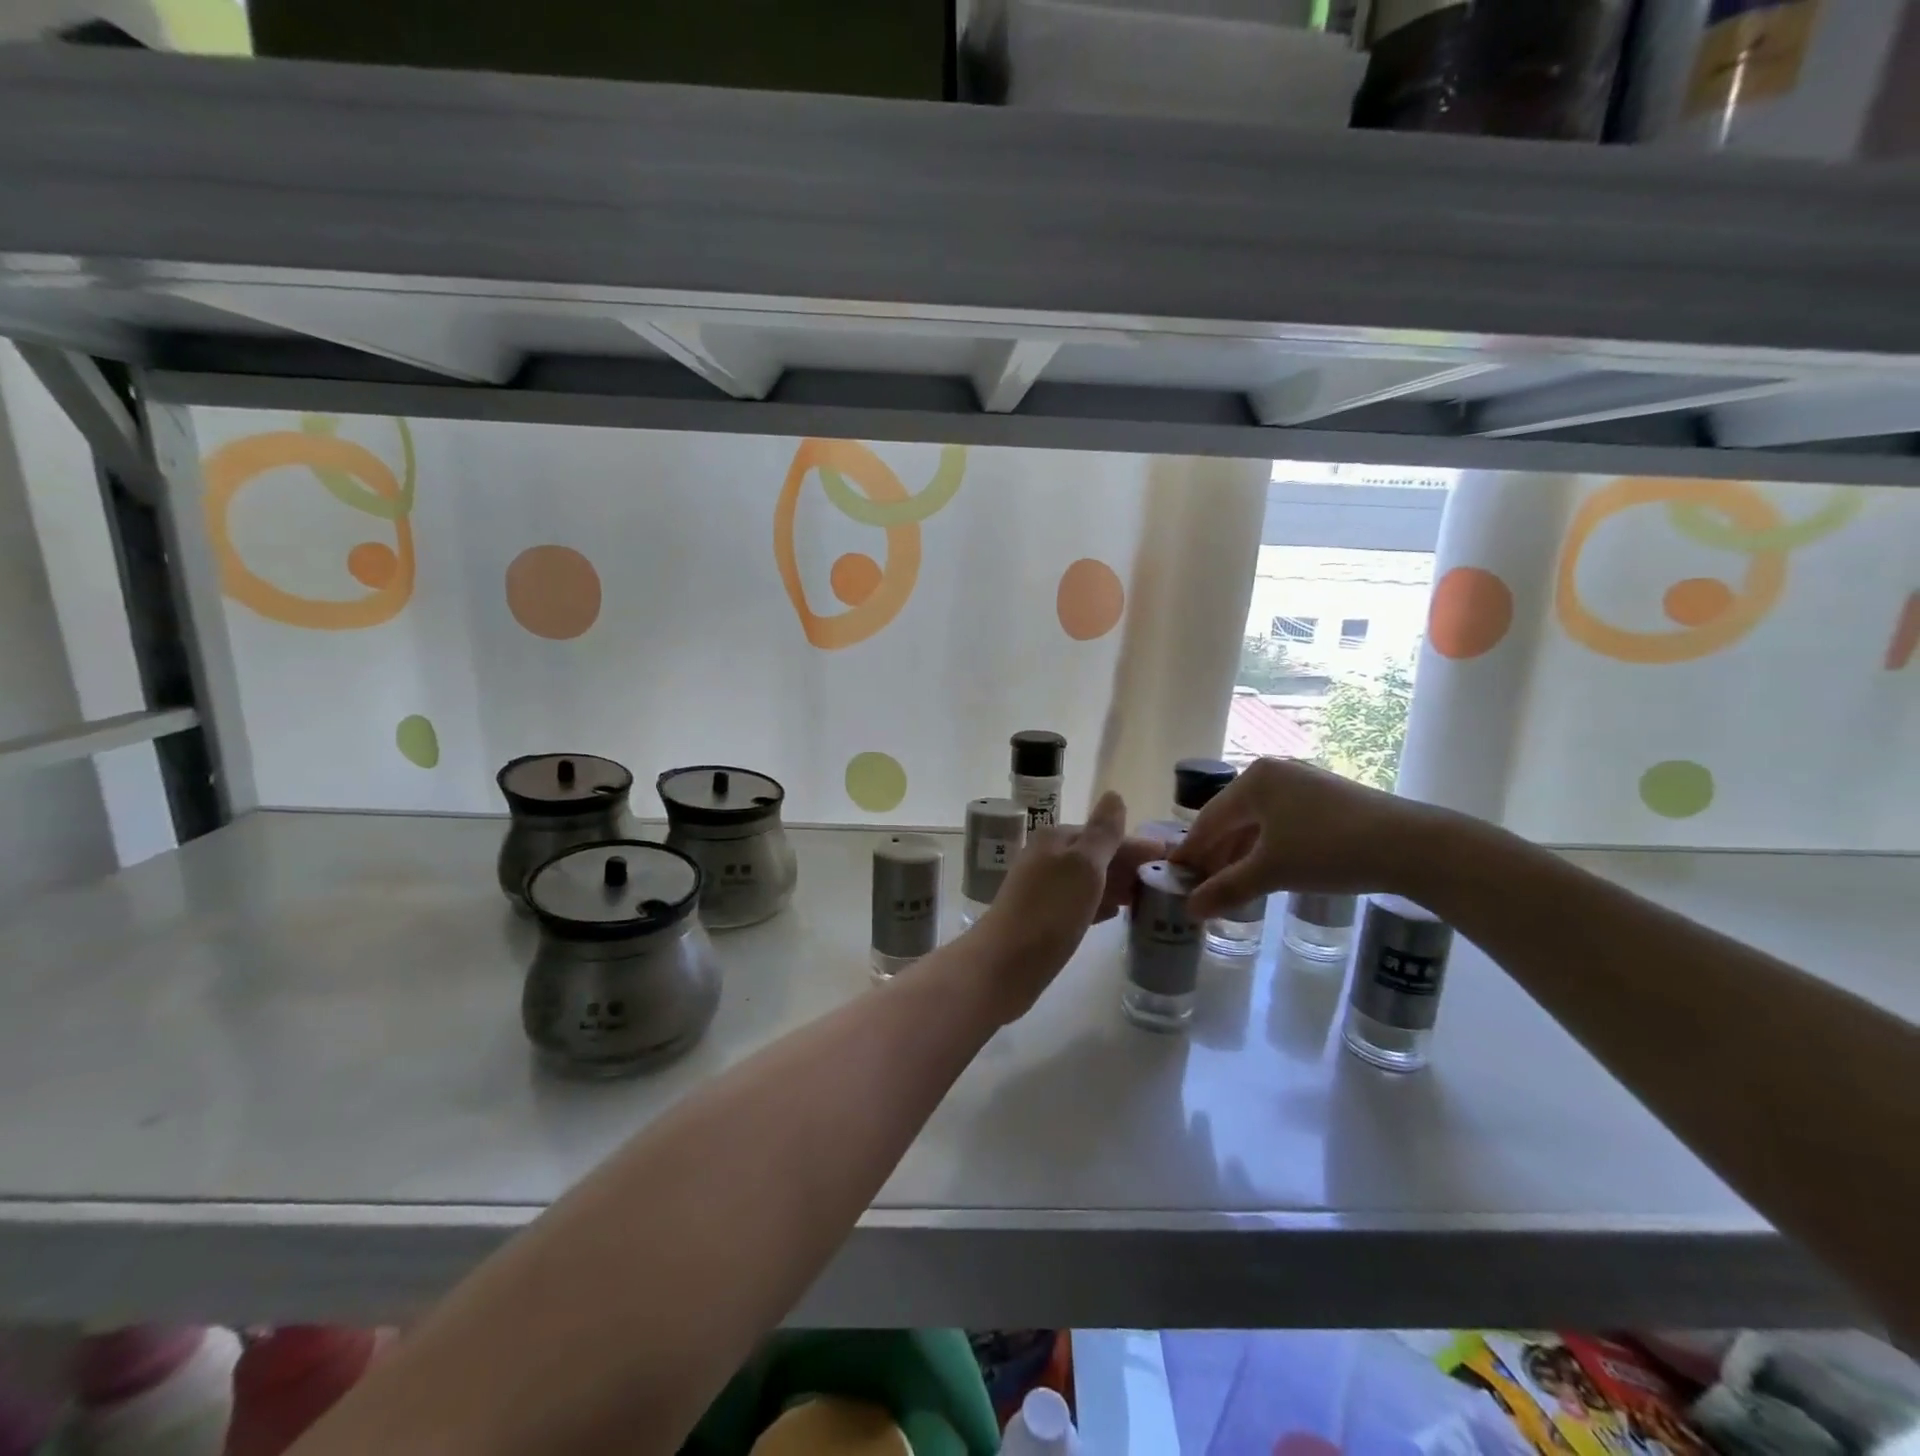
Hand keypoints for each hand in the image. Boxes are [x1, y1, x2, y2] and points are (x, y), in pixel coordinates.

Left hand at [968, 791, 1161, 1023]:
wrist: (1005, 964)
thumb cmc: (1050, 911)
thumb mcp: (1083, 866)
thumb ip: (1102, 833)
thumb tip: (1114, 795)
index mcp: (1055, 839)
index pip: (1104, 834)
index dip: (1136, 846)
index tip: (1170, 858)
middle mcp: (1046, 858)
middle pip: (1096, 856)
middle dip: (1129, 866)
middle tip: (1166, 882)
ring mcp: (1042, 889)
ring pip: (1088, 880)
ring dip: (1117, 885)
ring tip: (1148, 898)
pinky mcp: (1042, 919)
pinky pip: (1079, 903)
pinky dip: (1100, 903)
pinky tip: (1116, 914)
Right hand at [1170, 758, 1437, 918]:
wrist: (1413, 846)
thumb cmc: (1329, 850)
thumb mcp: (1271, 872)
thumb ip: (1226, 889)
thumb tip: (1189, 911)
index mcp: (1253, 780)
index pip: (1207, 820)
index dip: (1190, 852)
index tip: (1174, 879)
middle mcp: (1273, 774)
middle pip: (1230, 819)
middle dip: (1215, 855)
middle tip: (1200, 888)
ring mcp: (1302, 783)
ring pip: (1256, 823)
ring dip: (1240, 854)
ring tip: (1229, 885)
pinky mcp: (1326, 799)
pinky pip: (1281, 823)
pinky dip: (1266, 848)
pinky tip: (1265, 871)